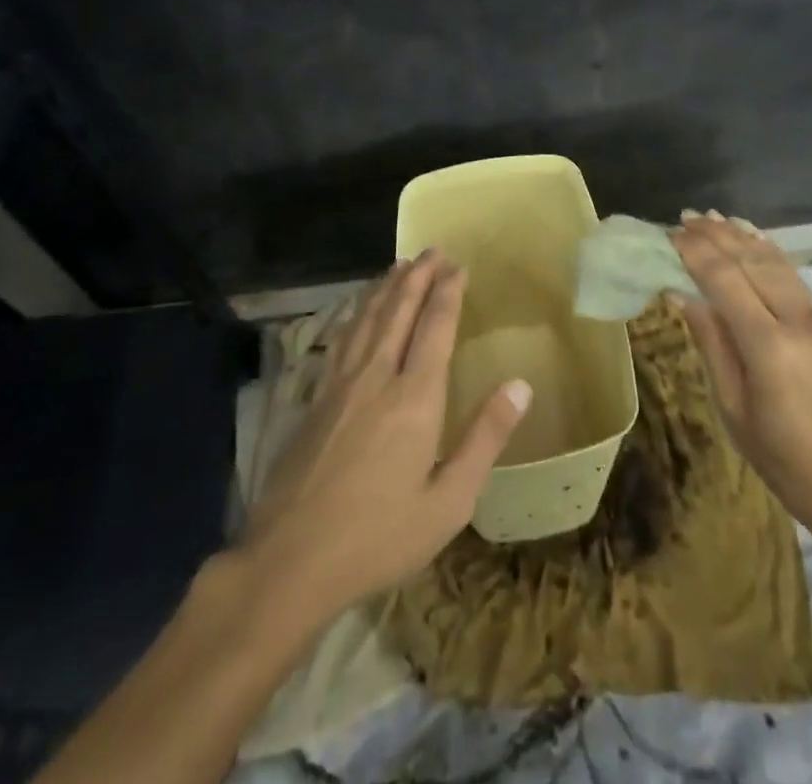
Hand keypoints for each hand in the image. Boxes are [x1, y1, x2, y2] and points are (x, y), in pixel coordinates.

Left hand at [239, 251, 532, 620]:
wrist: (290, 562)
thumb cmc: (379, 536)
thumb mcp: (448, 501)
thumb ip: (485, 438)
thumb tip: (521, 385)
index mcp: (414, 398)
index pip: (435, 327)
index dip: (448, 292)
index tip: (459, 266)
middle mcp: (376, 377)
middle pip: (398, 311)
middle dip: (418, 276)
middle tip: (432, 250)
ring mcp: (340, 385)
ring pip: (366, 319)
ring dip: (386, 288)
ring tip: (400, 265)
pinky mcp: (314, 399)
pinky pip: (341, 339)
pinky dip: (355, 313)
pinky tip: (357, 310)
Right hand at [669, 214, 811, 532]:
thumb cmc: (789, 465)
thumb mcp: (736, 412)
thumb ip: (712, 346)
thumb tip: (681, 295)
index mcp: (769, 347)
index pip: (724, 280)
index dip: (696, 252)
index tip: (670, 233)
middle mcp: (799, 321)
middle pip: (752, 261)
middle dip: (717, 235)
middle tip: (686, 217)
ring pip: (777, 263)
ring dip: (743, 237)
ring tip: (714, 217)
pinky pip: (794, 278)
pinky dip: (770, 253)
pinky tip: (755, 239)